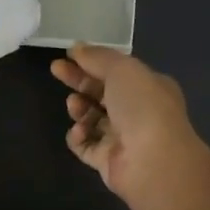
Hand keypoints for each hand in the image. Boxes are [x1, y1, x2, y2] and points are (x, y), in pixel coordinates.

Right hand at [50, 44, 209, 209]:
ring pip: (92, 118)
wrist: (153, 162)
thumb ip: (98, 57)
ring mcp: (123, 138)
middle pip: (101, 92)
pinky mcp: (108, 161)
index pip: (116, 71)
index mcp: (148, 87)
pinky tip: (80, 132)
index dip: (91, 61)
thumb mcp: (122, 69)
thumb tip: (77, 48)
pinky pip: (86, 145)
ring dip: (79, 108)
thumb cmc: (142, 107)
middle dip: (79, 81)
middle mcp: (138, 111)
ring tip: (75, 105)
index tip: (66, 55)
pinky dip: (79, 137)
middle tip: (56, 70)